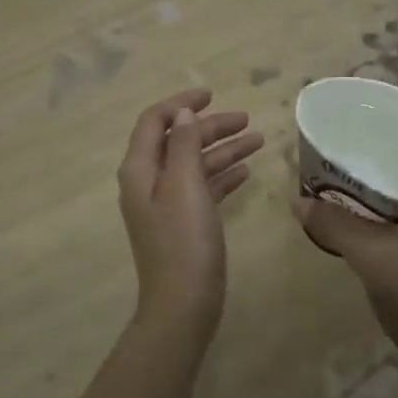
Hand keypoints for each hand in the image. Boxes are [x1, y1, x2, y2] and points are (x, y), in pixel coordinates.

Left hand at [118, 88, 261, 331]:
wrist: (183, 304)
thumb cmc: (183, 241)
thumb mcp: (185, 186)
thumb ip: (184, 145)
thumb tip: (184, 112)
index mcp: (139, 170)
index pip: (155, 121)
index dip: (181, 103)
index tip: (212, 93)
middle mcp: (148, 182)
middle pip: (178, 141)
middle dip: (210, 127)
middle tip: (247, 120)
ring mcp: (165, 204)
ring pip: (194, 164)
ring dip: (223, 150)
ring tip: (258, 140)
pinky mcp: (183, 223)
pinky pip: (202, 188)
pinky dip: (222, 176)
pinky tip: (246, 171)